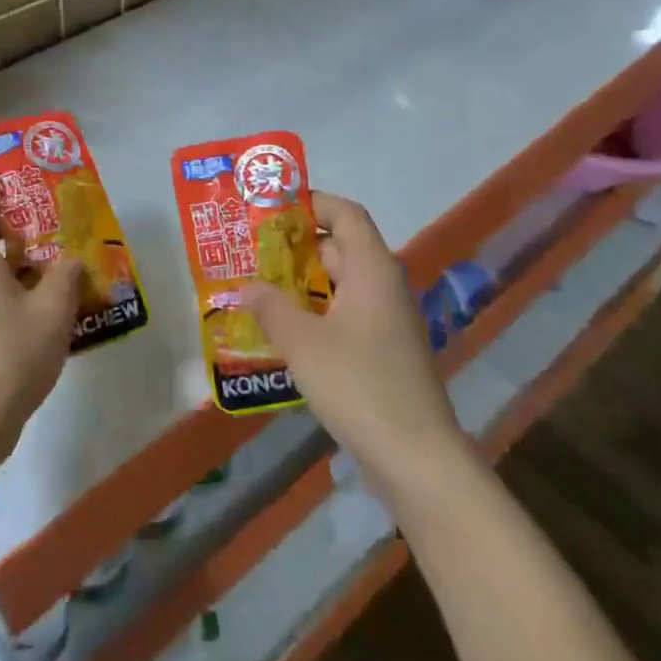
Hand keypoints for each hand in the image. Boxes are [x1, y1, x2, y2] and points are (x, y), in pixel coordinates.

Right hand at [242, 192, 464, 496]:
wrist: (416, 457)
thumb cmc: (359, 384)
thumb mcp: (303, 342)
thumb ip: (271, 307)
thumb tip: (245, 287)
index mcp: (372, 270)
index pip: (346, 214)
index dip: (312, 203)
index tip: (271, 208)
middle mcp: (384, 287)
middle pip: (340, 248)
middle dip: (295, 247)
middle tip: (250, 252)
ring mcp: (386, 322)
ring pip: (339, 286)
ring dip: (301, 285)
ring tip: (256, 289)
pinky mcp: (383, 352)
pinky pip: (344, 316)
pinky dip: (314, 315)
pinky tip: (282, 333)